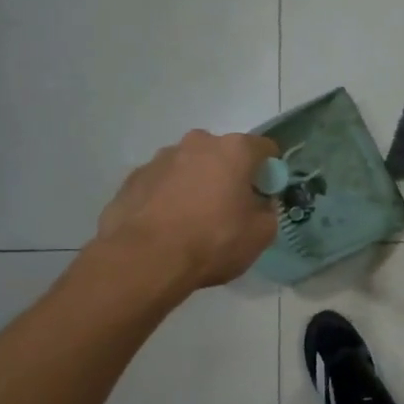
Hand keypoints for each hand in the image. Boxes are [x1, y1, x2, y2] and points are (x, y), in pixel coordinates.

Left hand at [94, 130, 280, 291]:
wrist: (145, 260)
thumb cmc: (213, 241)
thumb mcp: (260, 234)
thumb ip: (268, 211)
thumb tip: (260, 203)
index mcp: (234, 150)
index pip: (264, 148)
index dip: (269, 170)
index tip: (265, 193)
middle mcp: (198, 143)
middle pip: (223, 153)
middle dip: (229, 174)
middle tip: (229, 208)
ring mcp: (161, 158)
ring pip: (189, 166)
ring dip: (196, 184)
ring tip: (192, 220)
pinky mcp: (134, 178)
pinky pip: (162, 183)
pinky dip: (168, 197)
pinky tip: (166, 226)